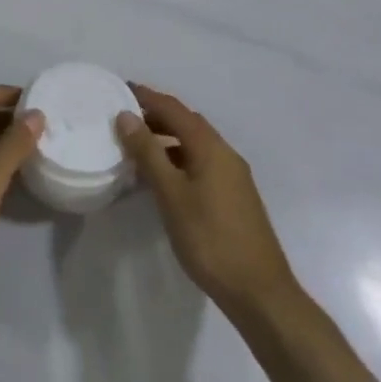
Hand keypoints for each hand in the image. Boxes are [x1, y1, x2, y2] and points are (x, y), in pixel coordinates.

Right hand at [117, 84, 296, 316]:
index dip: (147, 97)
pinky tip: (163, 178)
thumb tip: (126, 115)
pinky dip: (178, 159)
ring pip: (195, 144)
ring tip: (137, 147)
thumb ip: (148, 153)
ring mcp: (233, 176)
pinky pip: (201, 162)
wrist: (259, 292)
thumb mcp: (171, 195)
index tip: (120, 89)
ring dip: (167, 139)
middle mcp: (225, 153)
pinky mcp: (234, 196)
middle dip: (156, 115)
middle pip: (187, 123)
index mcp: (211, 147)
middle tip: (124, 119)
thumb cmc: (210, 240)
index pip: (174, 109)